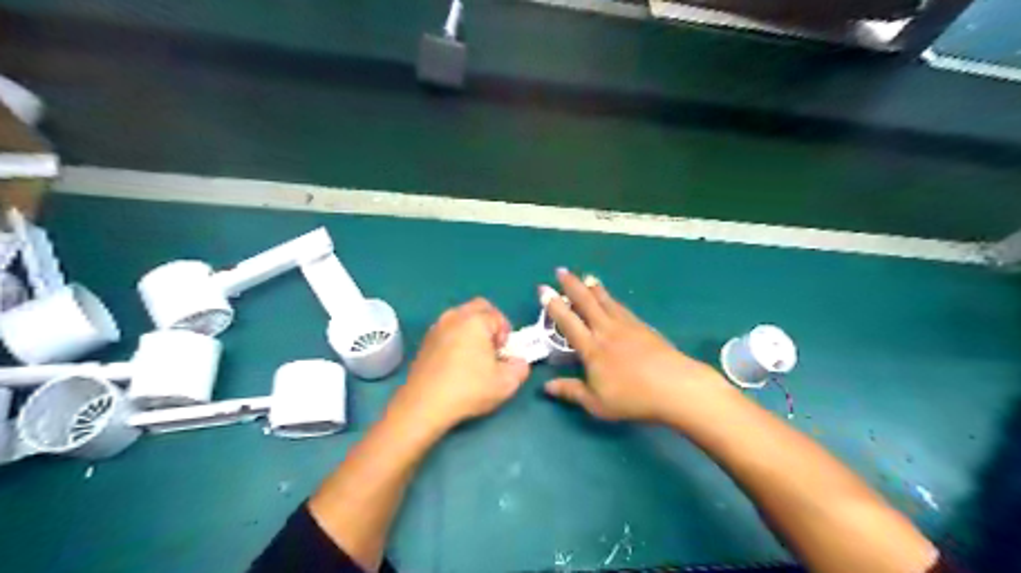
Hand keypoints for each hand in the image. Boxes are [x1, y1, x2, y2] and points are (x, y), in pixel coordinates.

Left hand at [391, 300, 534, 433]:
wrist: (424, 405)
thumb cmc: (468, 389)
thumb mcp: (506, 383)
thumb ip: (520, 367)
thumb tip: (517, 361)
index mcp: (475, 321)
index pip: (498, 317)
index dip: (506, 334)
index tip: (504, 354)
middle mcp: (454, 317)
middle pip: (478, 307)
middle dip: (490, 323)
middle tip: (492, 348)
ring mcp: (436, 328)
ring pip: (460, 317)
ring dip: (472, 330)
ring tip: (474, 356)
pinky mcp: (425, 342)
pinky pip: (447, 330)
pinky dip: (456, 338)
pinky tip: (456, 363)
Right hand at [546, 265, 730, 422]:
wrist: (675, 387)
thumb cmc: (632, 398)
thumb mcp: (596, 403)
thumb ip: (571, 391)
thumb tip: (547, 387)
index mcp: (591, 349)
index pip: (568, 322)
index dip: (554, 306)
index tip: (543, 289)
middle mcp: (606, 331)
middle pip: (586, 303)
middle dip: (572, 285)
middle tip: (561, 270)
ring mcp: (626, 326)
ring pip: (605, 301)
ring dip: (593, 288)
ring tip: (586, 277)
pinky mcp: (643, 327)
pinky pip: (621, 307)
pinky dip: (612, 299)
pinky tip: (612, 298)